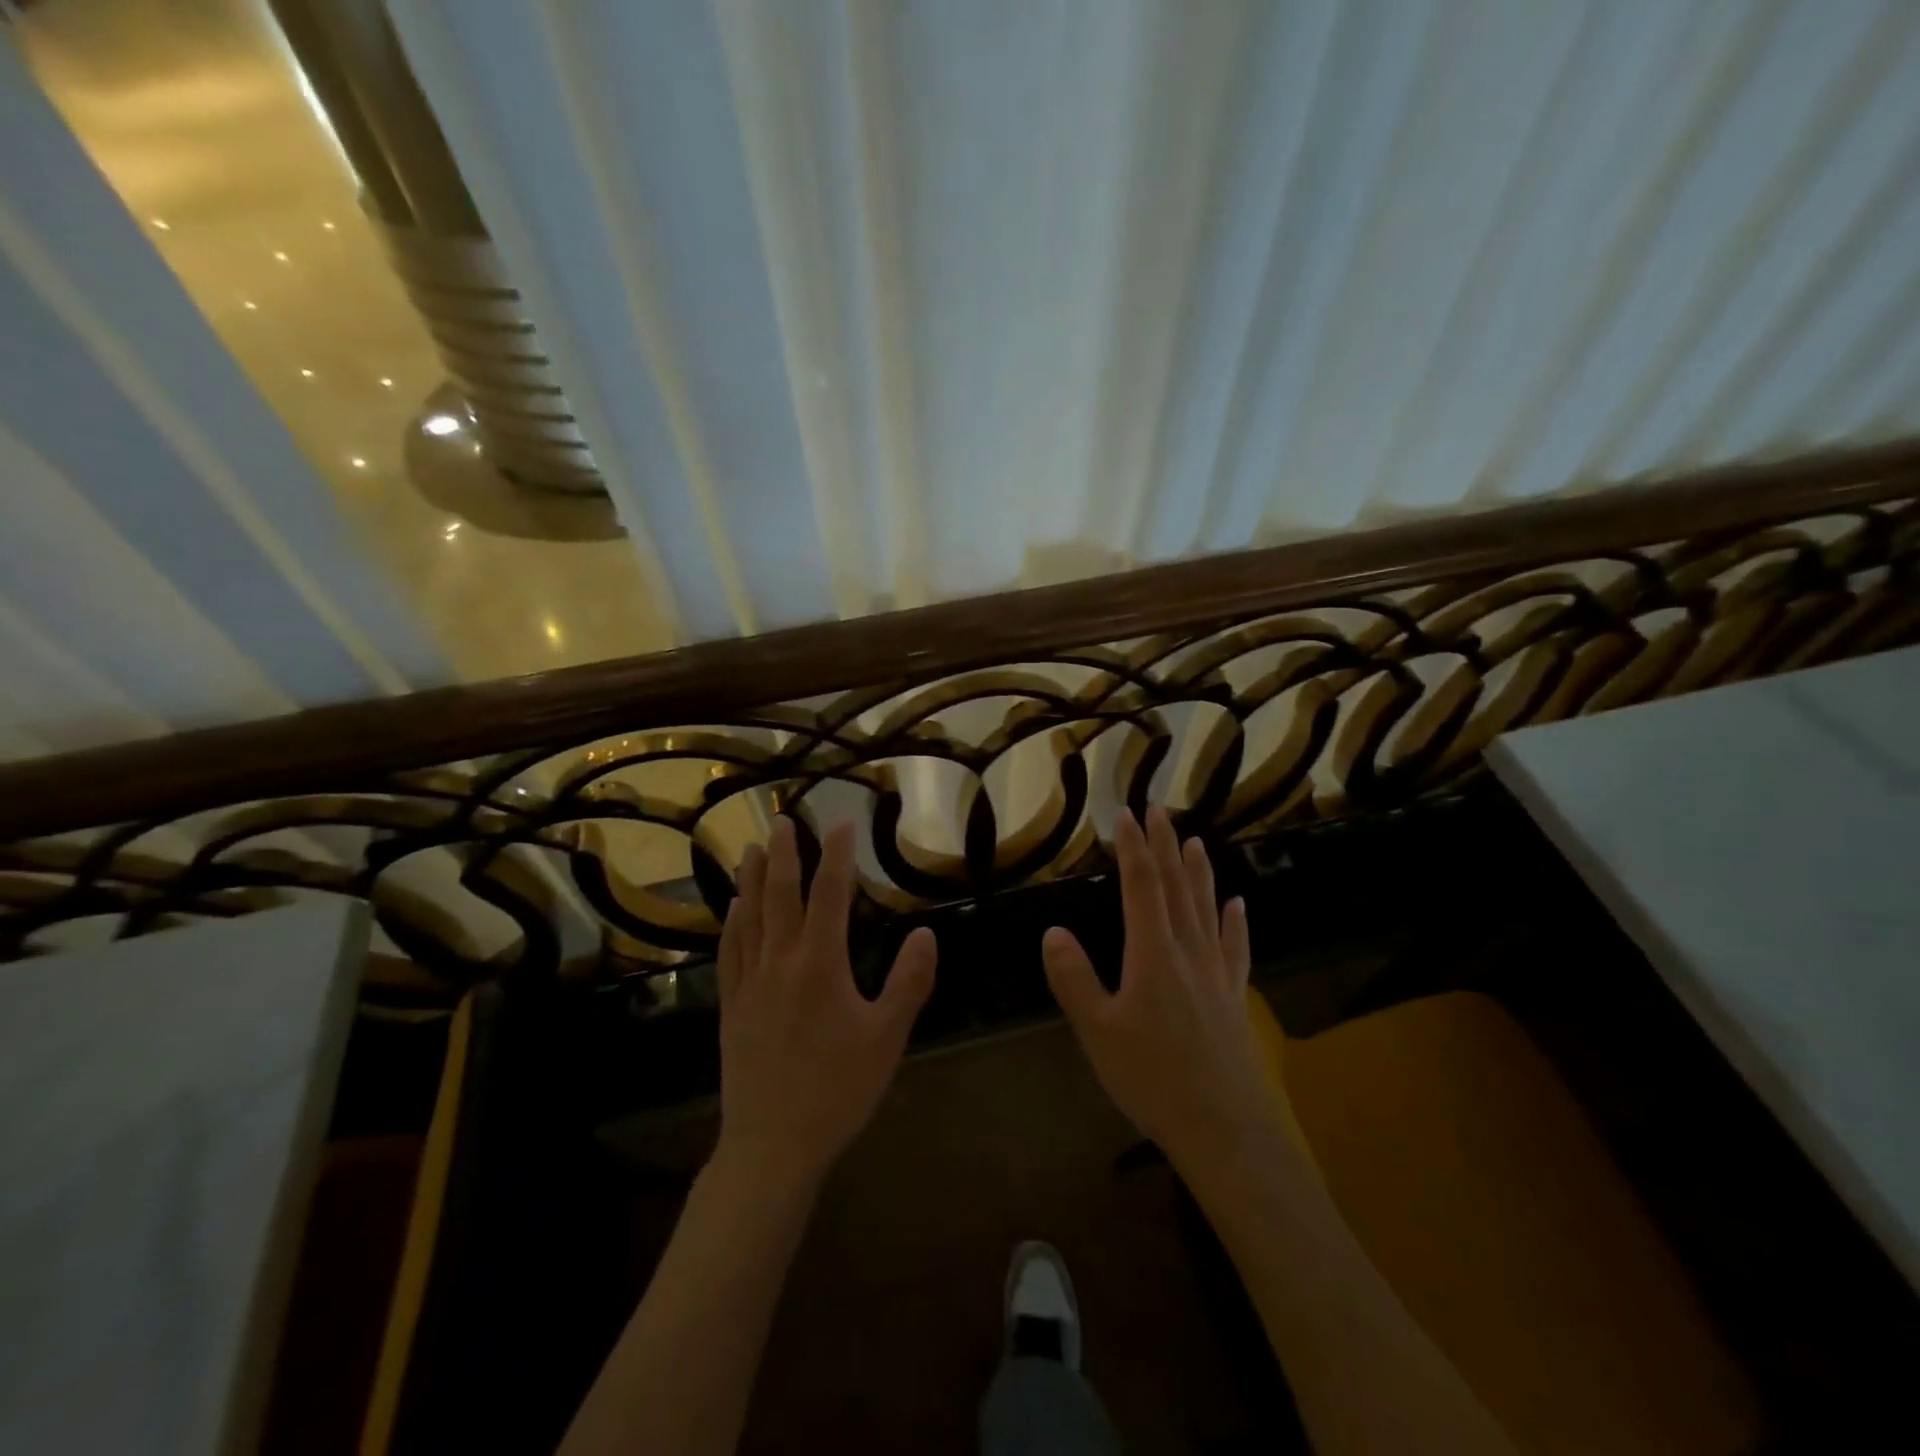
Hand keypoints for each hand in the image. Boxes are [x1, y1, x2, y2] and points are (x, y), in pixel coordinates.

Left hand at [714, 817, 936, 1190]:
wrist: (772, 1145)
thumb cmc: (838, 1089)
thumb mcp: (887, 1037)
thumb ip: (909, 982)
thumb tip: (927, 934)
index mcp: (821, 964)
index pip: (830, 895)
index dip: (836, 856)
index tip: (842, 824)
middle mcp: (781, 962)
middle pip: (780, 895)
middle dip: (785, 853)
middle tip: (784, 819)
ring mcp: (750, 983)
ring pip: (749, 917)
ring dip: (753, 878)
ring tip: (754, 848)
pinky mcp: (731, 1005)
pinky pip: (730, 951)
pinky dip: (733, 922)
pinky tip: (734, 909)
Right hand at [1043, 807, 1274, 1174]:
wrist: (1225, 1129)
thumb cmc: (1153, 1078)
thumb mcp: (1098, 1031)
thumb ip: (1073, 978)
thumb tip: (1053, 931)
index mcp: (1152, 953)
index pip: (1142, 886)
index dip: (1133, 847)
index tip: (1126, 813)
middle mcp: (1188, 951)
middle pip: (1177, 886)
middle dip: (1165, 845)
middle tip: (1160, 809)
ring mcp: (1216, 972)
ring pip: (1207, 908)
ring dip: (1199, 872)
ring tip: (1196, 840)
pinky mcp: (1234, 996)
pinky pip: (1235, 946)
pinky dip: (1234, 921)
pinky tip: (1238, 904)